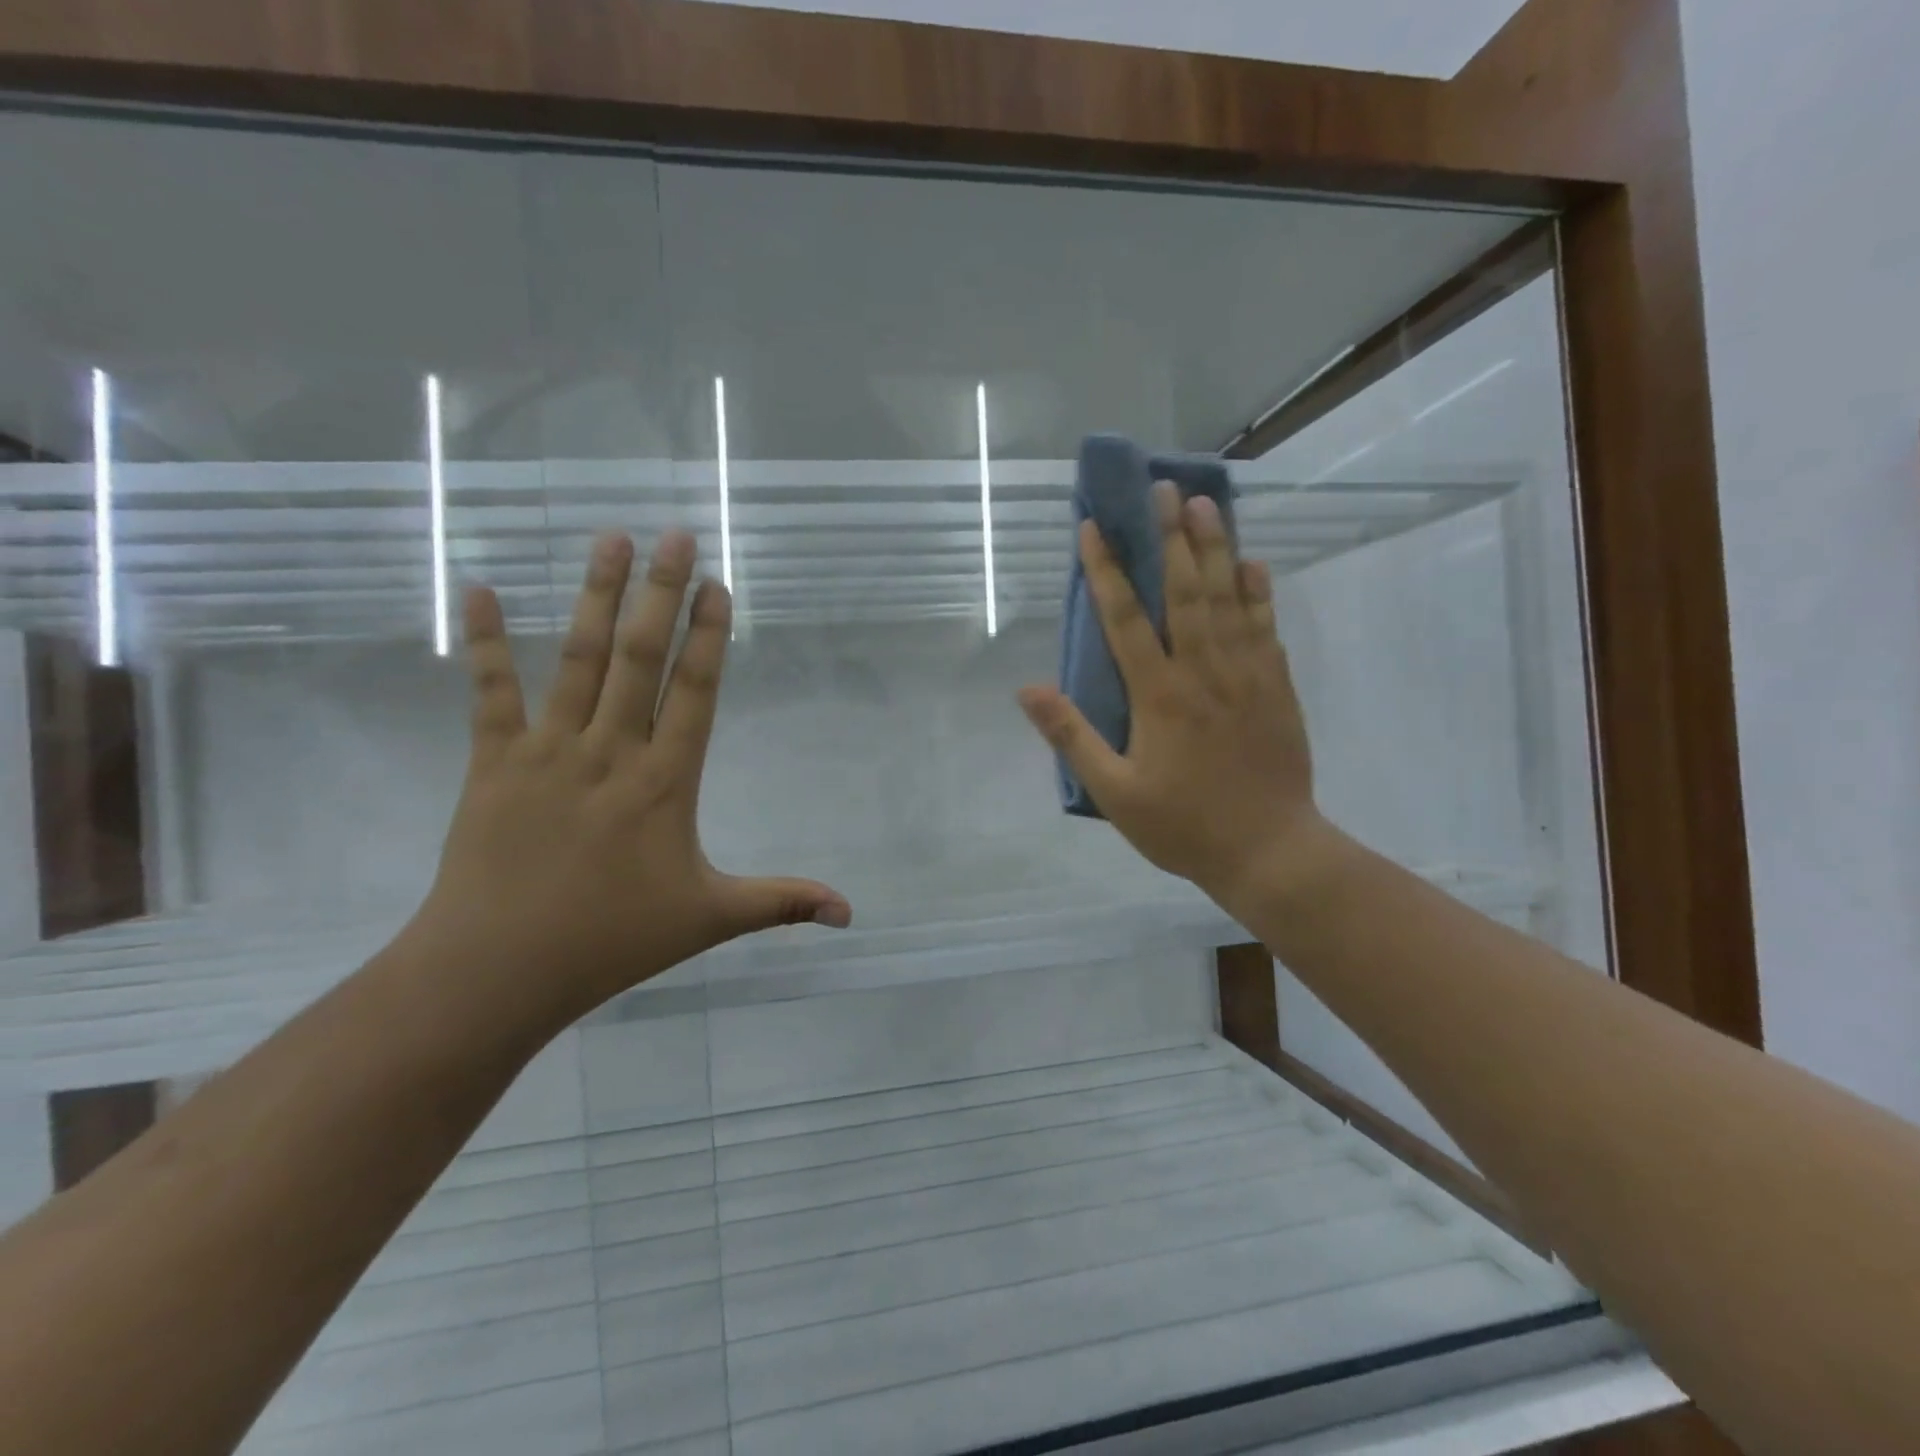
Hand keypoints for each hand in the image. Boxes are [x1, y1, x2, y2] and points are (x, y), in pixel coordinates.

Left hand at [410, 530, 850, 1027]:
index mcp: (665, 782)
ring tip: (612, 539)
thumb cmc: (611, 940)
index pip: (694, 692)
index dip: (708, 635)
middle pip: (641, 657)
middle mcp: (611, 751)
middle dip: (661, 592)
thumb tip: (850, 913)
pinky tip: (480, 588)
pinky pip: (490, 691)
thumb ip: (781, 902)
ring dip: (599, 597)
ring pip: (580, 659)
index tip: (716, 584)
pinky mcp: (492, 762)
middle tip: (675, 534)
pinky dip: (484, 639)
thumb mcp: (710, 919)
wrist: (496, 969)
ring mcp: (548, 751)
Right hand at [1017, 483, 1338, 915]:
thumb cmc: (1183, 825)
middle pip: (1184, 591)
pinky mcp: (1276, 686)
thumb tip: (1027, 689)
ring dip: (1215, 548)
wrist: (1270, 851)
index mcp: (1158, 695)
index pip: (1125, 618)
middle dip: (1169, 536)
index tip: (1092, 528)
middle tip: (1162, 488)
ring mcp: (1246, 674)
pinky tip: (1252, 563)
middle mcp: (1203, 670)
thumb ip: (1072, 736)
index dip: (1106, 570)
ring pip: (1228, 598)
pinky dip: (1258, 592)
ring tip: (1205, 503)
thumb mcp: (1114, 792)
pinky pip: (1265, 626)